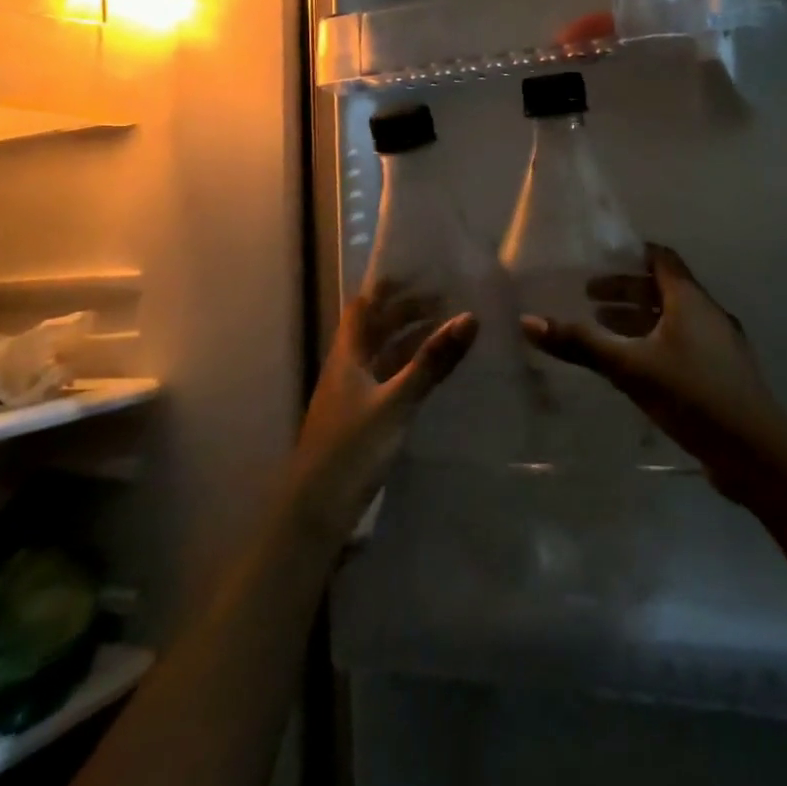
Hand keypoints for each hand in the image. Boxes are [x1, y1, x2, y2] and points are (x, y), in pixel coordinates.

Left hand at [288, 281, 476, 539]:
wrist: (315, 513)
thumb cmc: (352, 449)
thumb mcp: (397, 402)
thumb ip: (432, 361)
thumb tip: (470, 316)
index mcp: (348, 355)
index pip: (364, 307)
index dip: (388, 287)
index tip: (421, 272)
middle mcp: (348, 369)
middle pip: (376, 329)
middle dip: (407, 311)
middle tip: (447, 300)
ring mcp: (353, 396)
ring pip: (384, 356)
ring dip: (410, 340)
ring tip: (447, 330)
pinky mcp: (362, 421)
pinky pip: (389, 381)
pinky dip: (410, 369)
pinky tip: (432, 374)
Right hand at [522, 244, 786, 500]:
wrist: (756, 451)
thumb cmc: (693, 394)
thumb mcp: (630, 367)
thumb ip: (581, 344)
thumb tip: (528, 320)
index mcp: (690, 300)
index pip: (661, 259)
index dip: (632, 255)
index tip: (600, 259)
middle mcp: (707, 313)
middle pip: (664, 289)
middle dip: (626, 292)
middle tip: (589, 299)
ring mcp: (720, 345)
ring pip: (674, 319)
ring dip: (640, 319)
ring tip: (605, 330)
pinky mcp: (722, 374)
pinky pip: (683, 344)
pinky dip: (656, 343)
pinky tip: (636, 367)